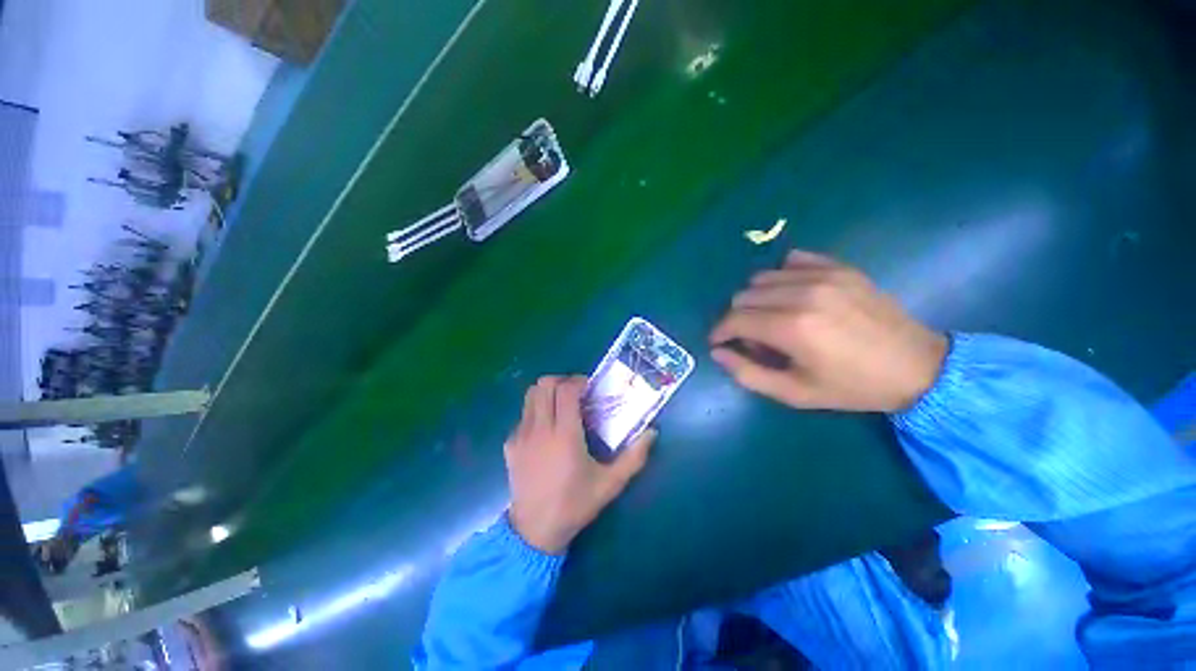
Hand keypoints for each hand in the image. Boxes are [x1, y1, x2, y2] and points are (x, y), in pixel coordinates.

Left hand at [505, 376, 655, 554]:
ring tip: (561, 405)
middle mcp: (539, 429)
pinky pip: (523, 414)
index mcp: (564, 435)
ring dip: (547, 392)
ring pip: (530, 395)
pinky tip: (546, 430)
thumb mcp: (610, 483)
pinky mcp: (510, 444)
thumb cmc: (575, 504)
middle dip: (562, 381)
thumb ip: (634, 457)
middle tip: (576, 393)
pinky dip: (536, 410)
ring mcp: (521, 435)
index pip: (565, 390)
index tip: (589, 388)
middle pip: (544, 384)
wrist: (535, 531)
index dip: (578, 381)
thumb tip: (652, 432)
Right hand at [710, 250, 947, 411]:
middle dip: (738, 318)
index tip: (719, 343)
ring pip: (762, 277)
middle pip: (743, 296)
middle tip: (753, 338)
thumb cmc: (852, 387)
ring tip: (772, 317)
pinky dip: (782, 277)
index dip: (719, 332)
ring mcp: (823, 276)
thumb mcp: (794, 393)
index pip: (734, 319)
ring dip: (757, 298)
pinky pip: (792, 261)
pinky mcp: (839, 267)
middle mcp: (802, 295)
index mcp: (791, 328)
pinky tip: (792, 295)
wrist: (918, 366)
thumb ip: (747, 373)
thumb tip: (718, 353)